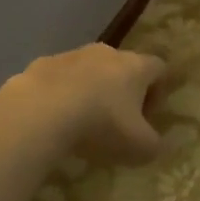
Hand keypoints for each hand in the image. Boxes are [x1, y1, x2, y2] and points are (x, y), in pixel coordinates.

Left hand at [2, 44, 168, 166]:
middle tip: (117, 123)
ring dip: (91, 92)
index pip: (158, 68)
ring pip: (89, 71)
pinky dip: (62, 95)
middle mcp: (106, 52)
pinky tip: (54, 119)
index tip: (148, 118)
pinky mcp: (42, 64)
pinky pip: (60, 79)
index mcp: (135, 66)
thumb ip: (154, 146)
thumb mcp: (139, 147)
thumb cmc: (101, 125)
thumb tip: (154, 144)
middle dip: (123, 92)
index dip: (159, 92)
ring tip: (82, 123)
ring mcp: (72, 55)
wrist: (41, 110)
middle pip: (123, 67)